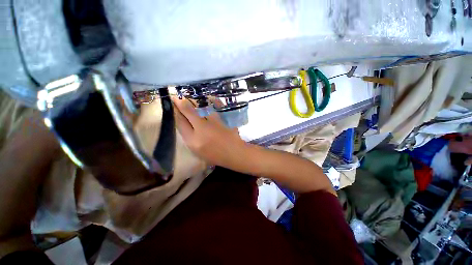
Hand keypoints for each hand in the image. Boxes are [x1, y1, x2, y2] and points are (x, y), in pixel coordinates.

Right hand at [172, 97, 249, 170]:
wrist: (234, 153)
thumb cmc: (215, 156)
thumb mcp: (198, 151)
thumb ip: (190, 138)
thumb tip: (185, 123)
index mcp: (193, 141)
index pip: (180, 123)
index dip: (176, 113)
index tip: (173, 106)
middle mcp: (201, 130)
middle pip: (189, 112)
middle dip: (181, 103)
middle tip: (178, 97)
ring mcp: (213, 123)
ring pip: (201, 108)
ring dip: (195, 102)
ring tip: (192, 99)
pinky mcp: (223, 120)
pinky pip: (215, 108)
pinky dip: (212, 102)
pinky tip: (209, 99)